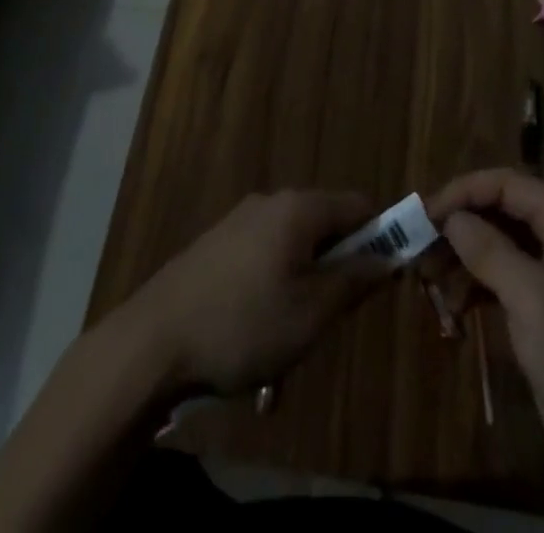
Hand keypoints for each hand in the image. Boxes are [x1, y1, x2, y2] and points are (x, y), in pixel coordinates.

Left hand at [121, 189, 385, 396]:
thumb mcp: (312, 313)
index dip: (381, 237)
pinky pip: (265, 255)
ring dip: (306, 282)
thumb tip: (390, 258)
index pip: (359, 206)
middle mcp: (271, 202)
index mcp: (298, 208)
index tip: (384, 280)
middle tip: (332, 317)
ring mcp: (239, 221)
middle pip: (326, 224)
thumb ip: (355, 281)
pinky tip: (257, 330)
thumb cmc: (244, 325)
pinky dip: (275, 285)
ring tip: (291, 336)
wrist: (153, 341)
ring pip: (294, 245)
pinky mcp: (217, 244)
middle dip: (338, 266)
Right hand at [427, 169, 543, 478]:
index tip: (424, 213)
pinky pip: (499, 270)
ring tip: (427, 274)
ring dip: (461, 254)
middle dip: (459, 224)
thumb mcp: (532, 298)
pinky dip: (473, 280)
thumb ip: (489, 250)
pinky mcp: (540, 294)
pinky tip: (451, 302)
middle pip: (498, 208)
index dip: (463, 192)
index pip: (506, 184)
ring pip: (494, 239)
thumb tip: (449, 217)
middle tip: (419, 243)